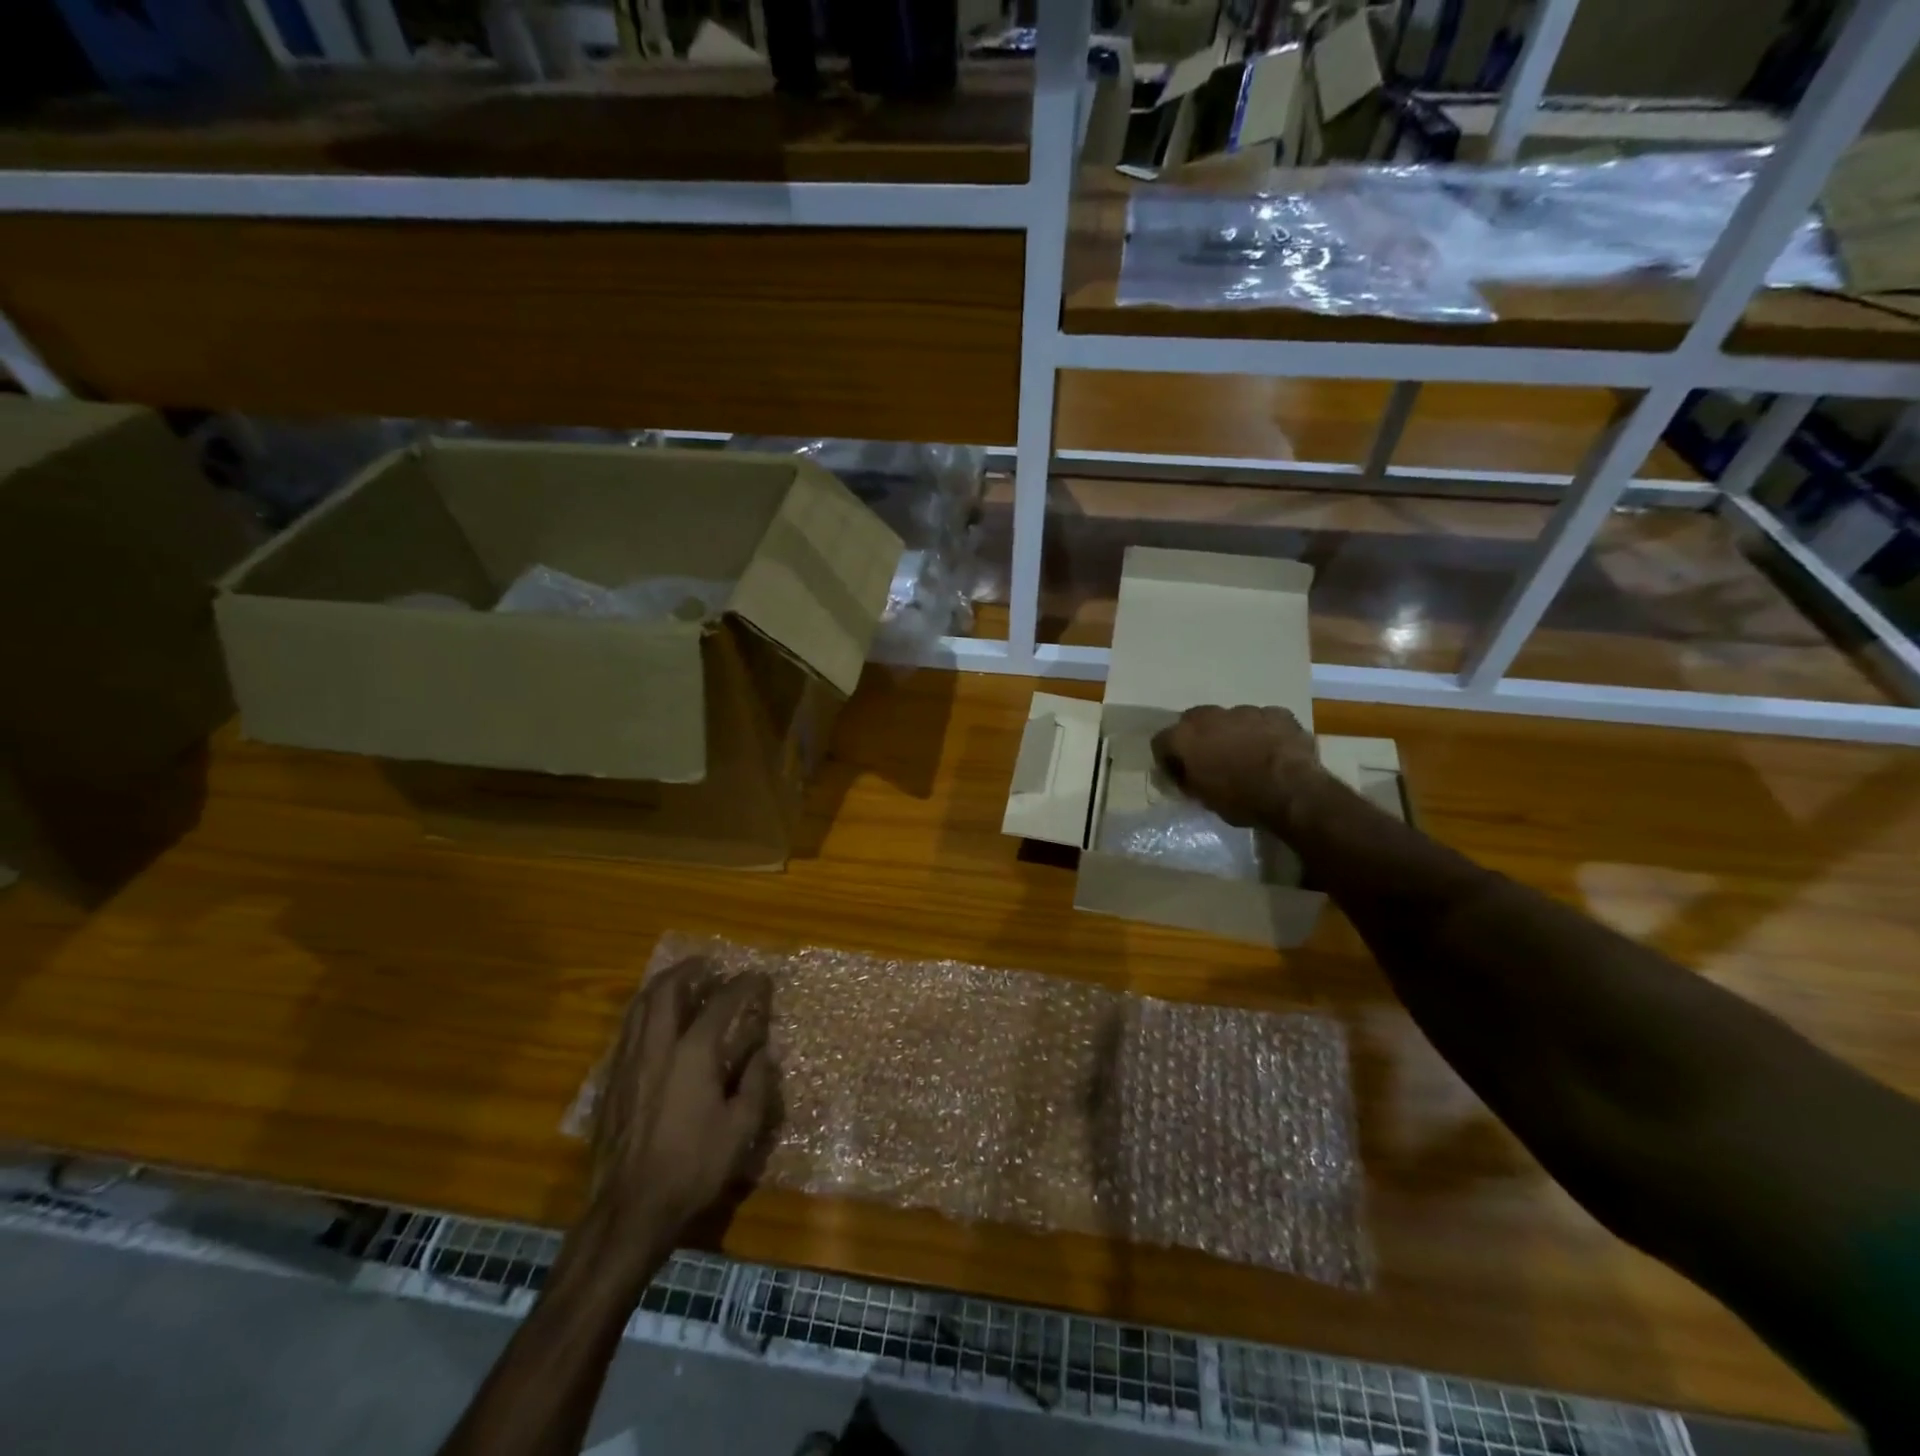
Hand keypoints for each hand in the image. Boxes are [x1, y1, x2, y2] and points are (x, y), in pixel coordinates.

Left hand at [587, 958, 776, 1263]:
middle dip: (689, 970)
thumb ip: (756, 1083)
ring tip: (679, 982)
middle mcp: (657, 1047)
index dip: (743, 985)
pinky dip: (644, 1012)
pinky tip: (654, 1023)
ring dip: (661, 986)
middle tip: (708, 965)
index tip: (759, 977)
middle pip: (667, 990)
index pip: (721, 1003)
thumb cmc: (693, 1167)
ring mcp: (628, 1063)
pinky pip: (627, 1030)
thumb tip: (762, 1052)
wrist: (630, 1209)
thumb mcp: (741, 1129)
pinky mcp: (611, 1083)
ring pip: (639, 1007)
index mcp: (693, 1054)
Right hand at [1151, 705, 1322, 827]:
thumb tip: (1183, 776)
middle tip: (1210, 760)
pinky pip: (1263, 721)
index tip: (1178, 774)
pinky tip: (1272, 752)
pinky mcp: (1277, 713)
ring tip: (1246, 756)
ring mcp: (1246, 711)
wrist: (1292, 792)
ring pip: (1231, 719)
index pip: (1161, 741)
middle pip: (1194, 721)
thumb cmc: (1240, 800)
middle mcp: (1210, 716)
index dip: (1167, 758)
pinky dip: (1263, 733)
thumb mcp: (1203, 798)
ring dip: (1232, 733)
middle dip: (1199, 738)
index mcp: (1185, 736)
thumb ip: (1187, 780)